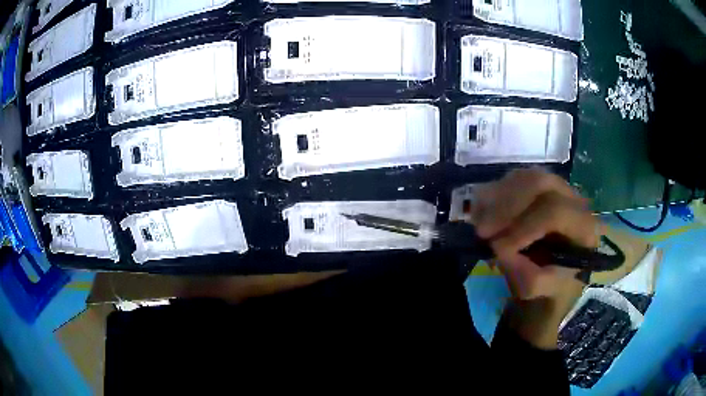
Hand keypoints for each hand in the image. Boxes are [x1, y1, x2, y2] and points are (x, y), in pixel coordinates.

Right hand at [471, 168, 603, 348]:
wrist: (551, 283)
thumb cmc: (549, 288)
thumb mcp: (540, 290)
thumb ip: (525, 274)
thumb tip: (500, 250)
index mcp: (584, 227)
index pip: (554, 212)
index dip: (523, 227)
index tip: (497, 249)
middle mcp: (574, 200)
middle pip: (540, 183)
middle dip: (507, 205)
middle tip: (482, 230)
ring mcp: (557, 189)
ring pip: (525, 176)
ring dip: (498, 198)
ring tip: (479, 223)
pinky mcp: (540, 188)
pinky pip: (515, 179)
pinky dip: (494, 194)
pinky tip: (482, 212)